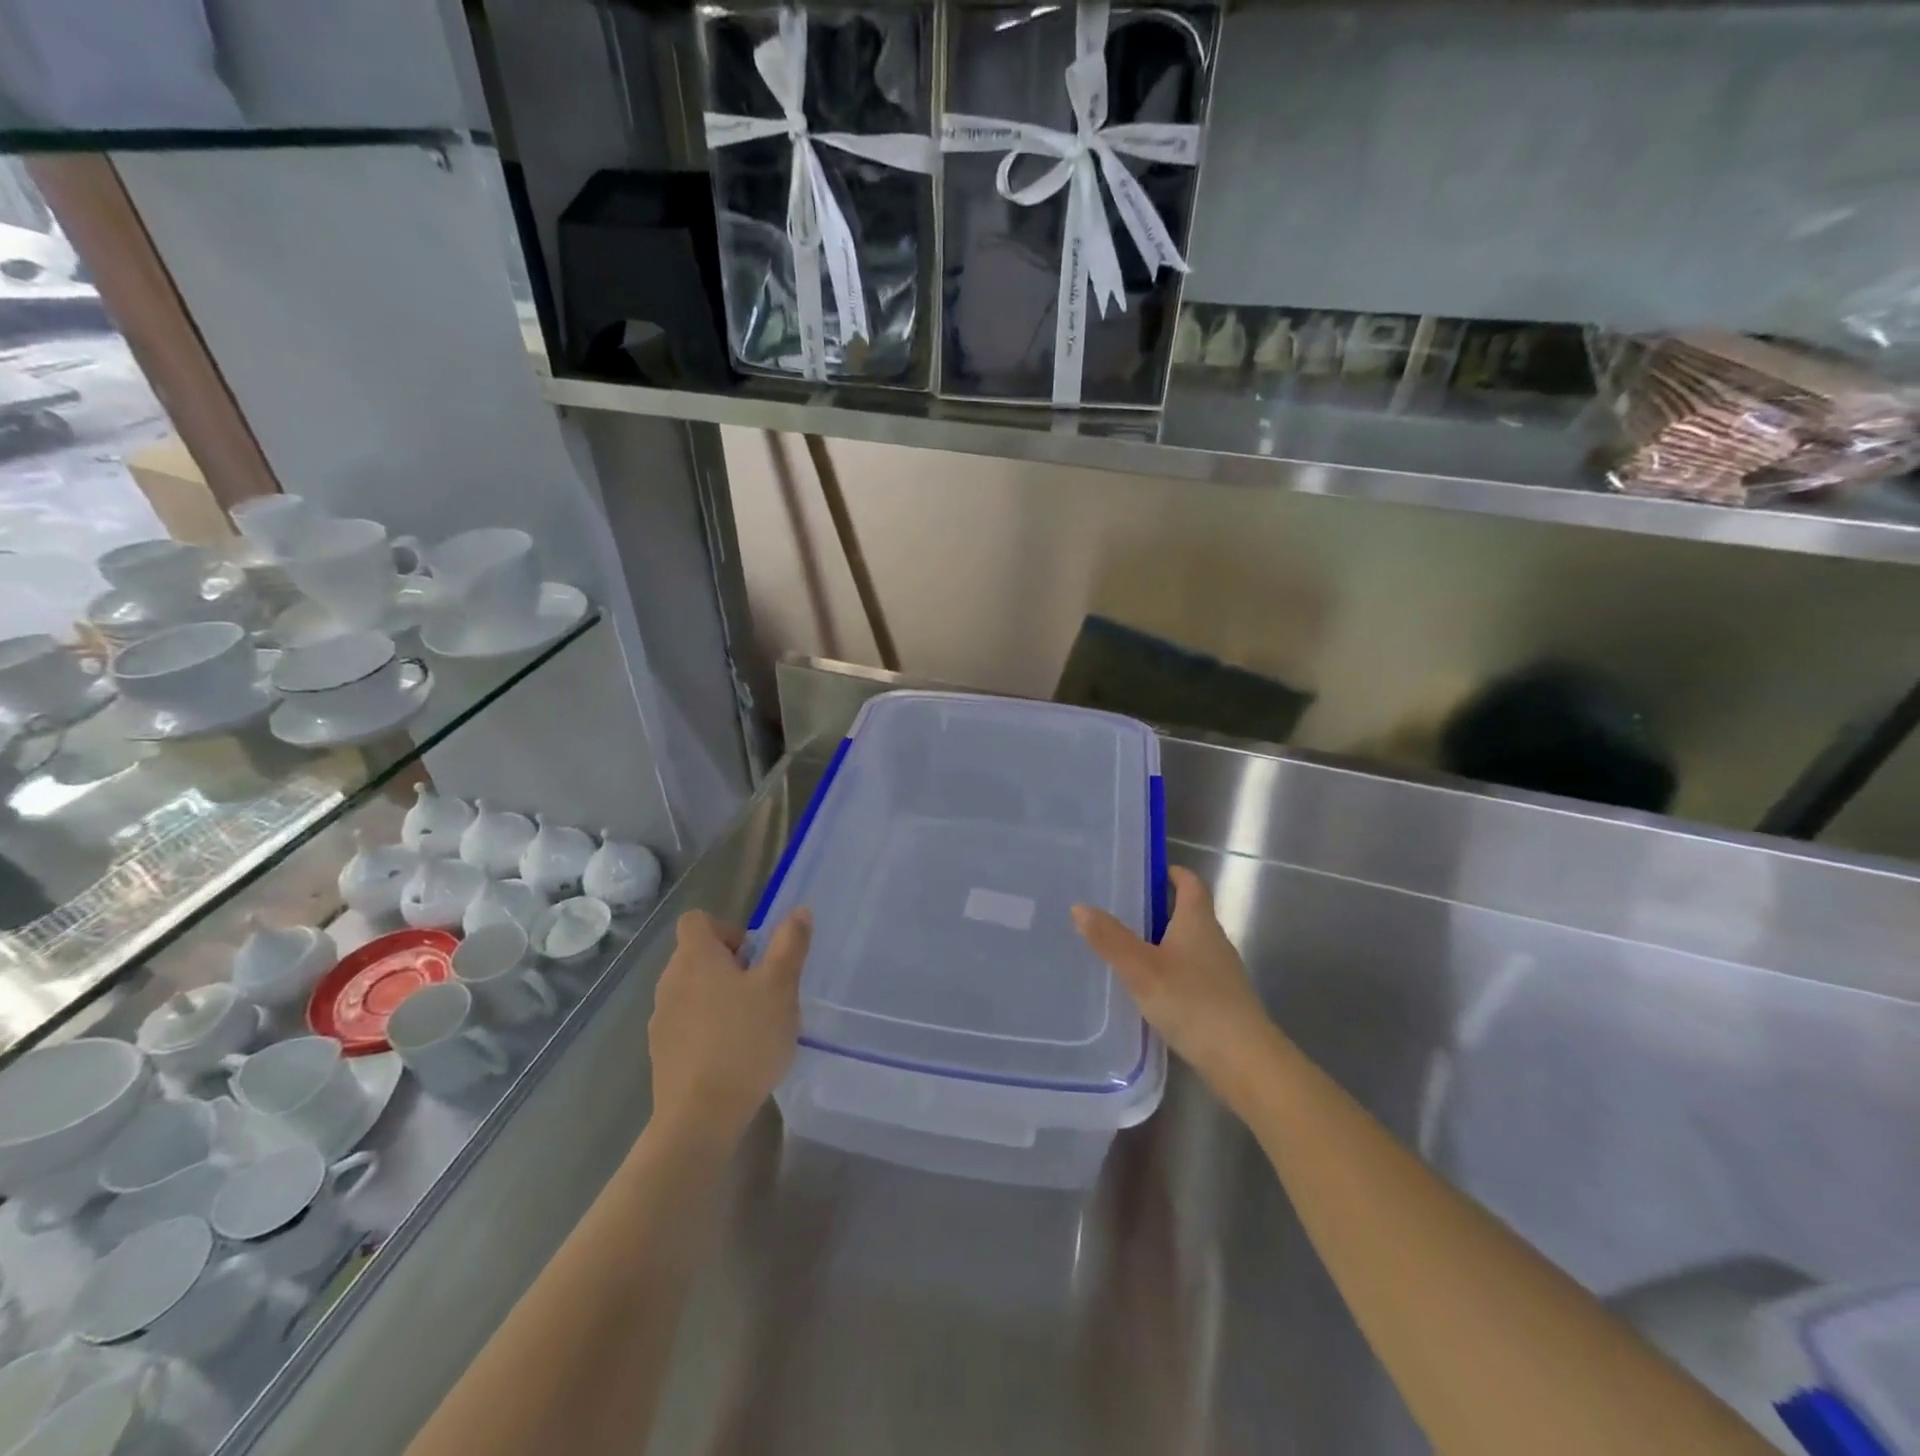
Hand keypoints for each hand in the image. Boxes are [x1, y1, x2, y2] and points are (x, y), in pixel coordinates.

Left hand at [648, 908, 811, 1148]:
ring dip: (718, 997)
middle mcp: (670, 981)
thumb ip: (790, 945)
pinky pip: (685, 1024)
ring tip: (750, 1024)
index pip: (696, 920)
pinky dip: (706, 1028)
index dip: (726, 928)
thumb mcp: (780, 987)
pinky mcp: (661, 1053)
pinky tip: (732, 1054)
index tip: (753, 956)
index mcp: (695, 958)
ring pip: (691, 991)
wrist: (700, 1116)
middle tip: (762, 990)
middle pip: (695, 955)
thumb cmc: (745, 1040)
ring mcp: (661, 1019)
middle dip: (729, 965)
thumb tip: (799, 911)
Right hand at [1073, 867, 1280, 1107]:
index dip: (1174, 873)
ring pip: (1189, 947)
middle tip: (1122, 910)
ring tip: (1127, 950)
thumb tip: (1080, 907)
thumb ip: (1111, 939)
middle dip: (1160, 909)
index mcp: (1198, 922)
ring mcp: (1221, 974)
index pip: (1191, 884)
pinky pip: (1192, 975)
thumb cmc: (1193, 1002)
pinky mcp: (1222, 1003)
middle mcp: (1214, 941)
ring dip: (1164, 943)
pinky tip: (1150, 991)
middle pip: (1190, 914)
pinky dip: (1171, 973)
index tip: (1150, 871)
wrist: (1244, 1061)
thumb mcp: (1142, 969)